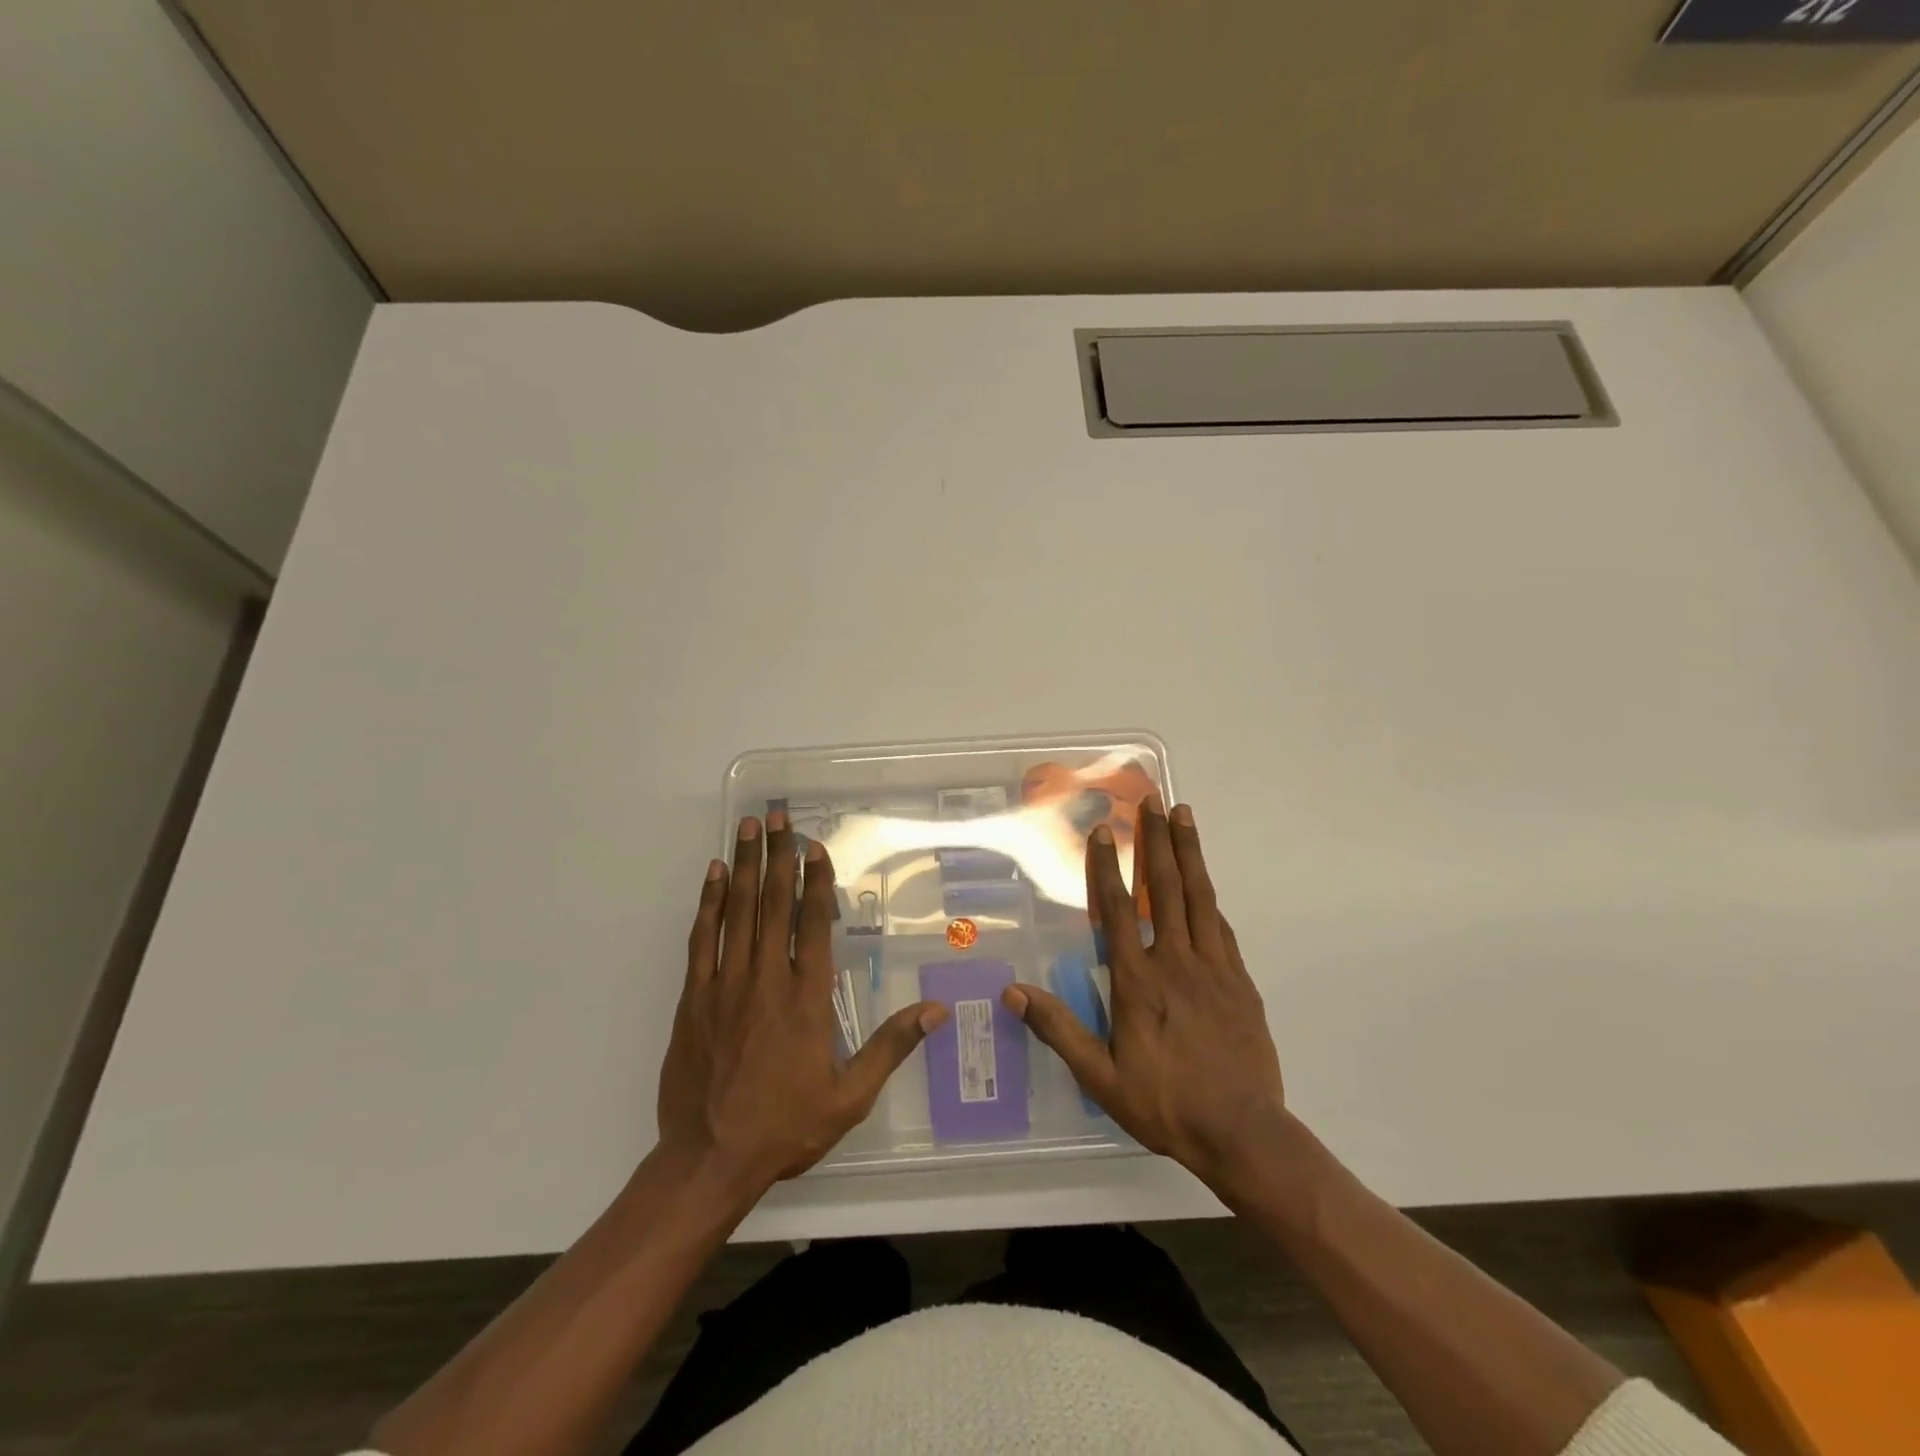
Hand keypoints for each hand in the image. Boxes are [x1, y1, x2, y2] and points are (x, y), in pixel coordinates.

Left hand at [657, 811, 946, 1191]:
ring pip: (737, 912)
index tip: (815, 846)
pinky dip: (707, 903)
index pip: (813, 923)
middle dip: (778, 856)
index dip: (816, 880)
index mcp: (806, 998)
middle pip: (774, 904)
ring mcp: (725, 985)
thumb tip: (936, 1011)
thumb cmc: (785, 1126)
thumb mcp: (850, 1096)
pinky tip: (713, 876)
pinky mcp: (694, 998)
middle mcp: (767, 979)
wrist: (709, 1159)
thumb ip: (891, 1047)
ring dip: (744, 866)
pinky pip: (701, 940)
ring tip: (748, 828)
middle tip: (778, 817)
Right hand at [1004, 800, 1286, 1200]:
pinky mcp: (1240, 980)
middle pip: (1164, 888)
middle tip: (1152, 800)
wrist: (1243, 1132)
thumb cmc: (1166, 1104)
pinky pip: (1221, 926)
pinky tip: (1205, 881)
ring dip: (1188, 852)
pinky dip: (1209, 896)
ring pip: (1199, 897)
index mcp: (1138, 981)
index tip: (1103, 832)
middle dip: (1155, 840)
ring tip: (1184, 814)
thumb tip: (1014, 992)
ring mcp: (1213, 967)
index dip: (1107, 868)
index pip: (1118, 911)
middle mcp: (1175, 961)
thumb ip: (1059, 1030)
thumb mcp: (1101, 1077)